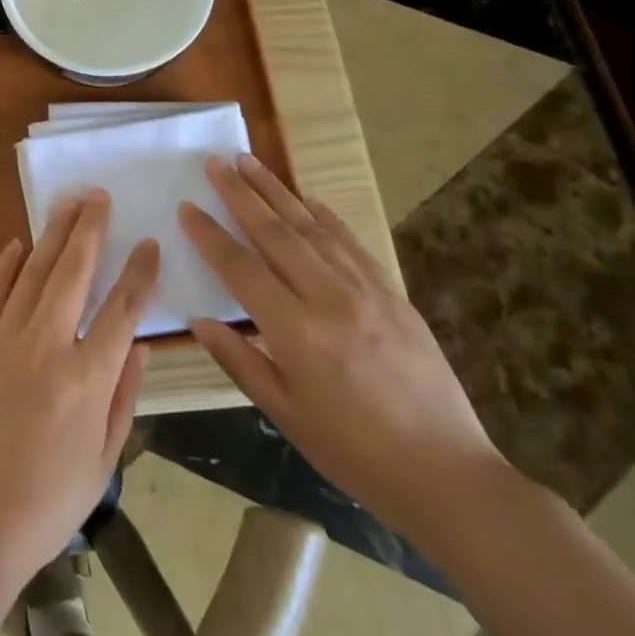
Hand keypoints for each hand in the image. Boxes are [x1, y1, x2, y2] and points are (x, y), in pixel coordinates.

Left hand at [0, 191, 159, 592]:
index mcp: (87, 378)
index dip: (139, 273)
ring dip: (53, 233)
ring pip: (34, 270)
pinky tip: (19, 244)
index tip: (149, 243)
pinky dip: (6, 263)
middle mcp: (46, 344)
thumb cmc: (44, 502)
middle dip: (90, 228)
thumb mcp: (102, 461)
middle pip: (74, 271)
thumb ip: (123, 398)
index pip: (122, 309)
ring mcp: (2, 338)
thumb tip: (139, 347)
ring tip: (68, 204)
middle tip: (99, 196)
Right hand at [180, 155, 506, 545]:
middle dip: (240, 194)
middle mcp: (328, 298)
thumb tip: (201, 321)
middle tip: (215, 162)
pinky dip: (325, 216)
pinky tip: (307, 199)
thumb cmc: (355, 453)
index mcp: (296, 332)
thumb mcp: (287, 416)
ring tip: (249, 161)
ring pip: (311, 227)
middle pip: (274, 232)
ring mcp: (365, 291)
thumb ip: (240, 362)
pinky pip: (350, 242)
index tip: (186, 206)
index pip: (240, 268)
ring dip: (277, 191)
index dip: (209, 235)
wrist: (447, 473)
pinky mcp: (392, 293)